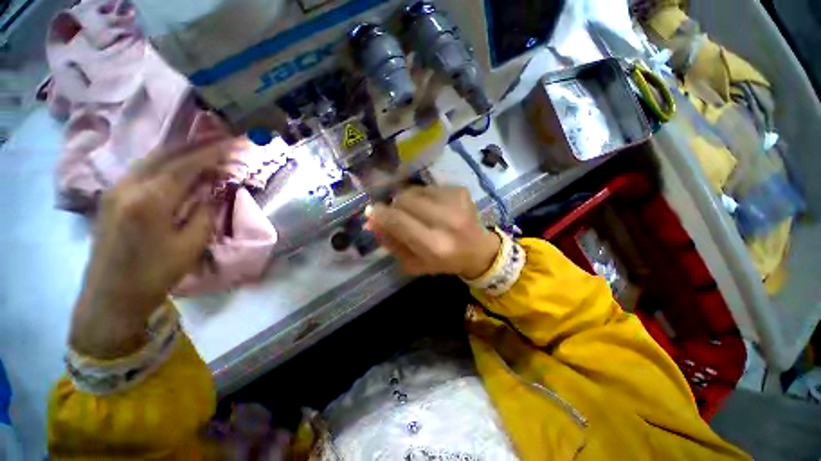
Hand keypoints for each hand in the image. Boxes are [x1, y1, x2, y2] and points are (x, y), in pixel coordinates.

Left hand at [70, 138, 232, 358]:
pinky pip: (143, 169)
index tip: (235, 143)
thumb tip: (215, 190)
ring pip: (153, 158)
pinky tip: (180, 166)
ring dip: (182, 151)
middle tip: (224, 139)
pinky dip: (166, 162)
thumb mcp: (190, 245)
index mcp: (150, 200)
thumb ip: (205, 212)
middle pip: (167, 154)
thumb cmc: (155, 274)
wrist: (111, 296)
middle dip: (198, 144)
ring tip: (206, 149)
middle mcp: (128, 185)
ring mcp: (116, 188)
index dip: (213, 152)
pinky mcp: (113, 196)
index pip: (186, 165)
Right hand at [367, 186, 500, 278]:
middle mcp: (447, 221)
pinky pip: (428, 187)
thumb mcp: (414, 262)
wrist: (479, 250)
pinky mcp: (460, 190)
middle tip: (397, 213)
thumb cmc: (444, 261)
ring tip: (417, 212)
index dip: (381, 215)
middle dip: (394, 206)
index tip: (371, 212)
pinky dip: (423, 196)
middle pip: (405, 200)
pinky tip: (432, 207)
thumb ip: (391, 243)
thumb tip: (371, 222)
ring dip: (409, 200)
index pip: (399, 221)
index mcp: (435, 246)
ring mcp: (455, 202)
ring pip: (415, 190)